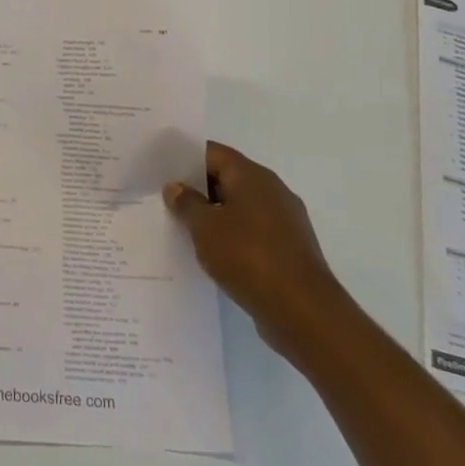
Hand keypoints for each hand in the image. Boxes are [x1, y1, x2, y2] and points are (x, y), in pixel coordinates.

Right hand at [165, 143, 347, 361]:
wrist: (303, 312)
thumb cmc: (249, 257)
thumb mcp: (205, 228)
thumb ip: (186, 203)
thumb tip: (176, 186)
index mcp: (253, 176)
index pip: (213, 153)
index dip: (185, 159)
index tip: (161, 170)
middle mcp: (272, 191)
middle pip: (227, 178)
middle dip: (197, 189)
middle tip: (165, 200)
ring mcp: (284, 221)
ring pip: (239, 207)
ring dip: (213, 215)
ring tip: (183, 229)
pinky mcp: (288, 249)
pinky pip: (252, 232)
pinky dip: (231, 237)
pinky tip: (212, 254)